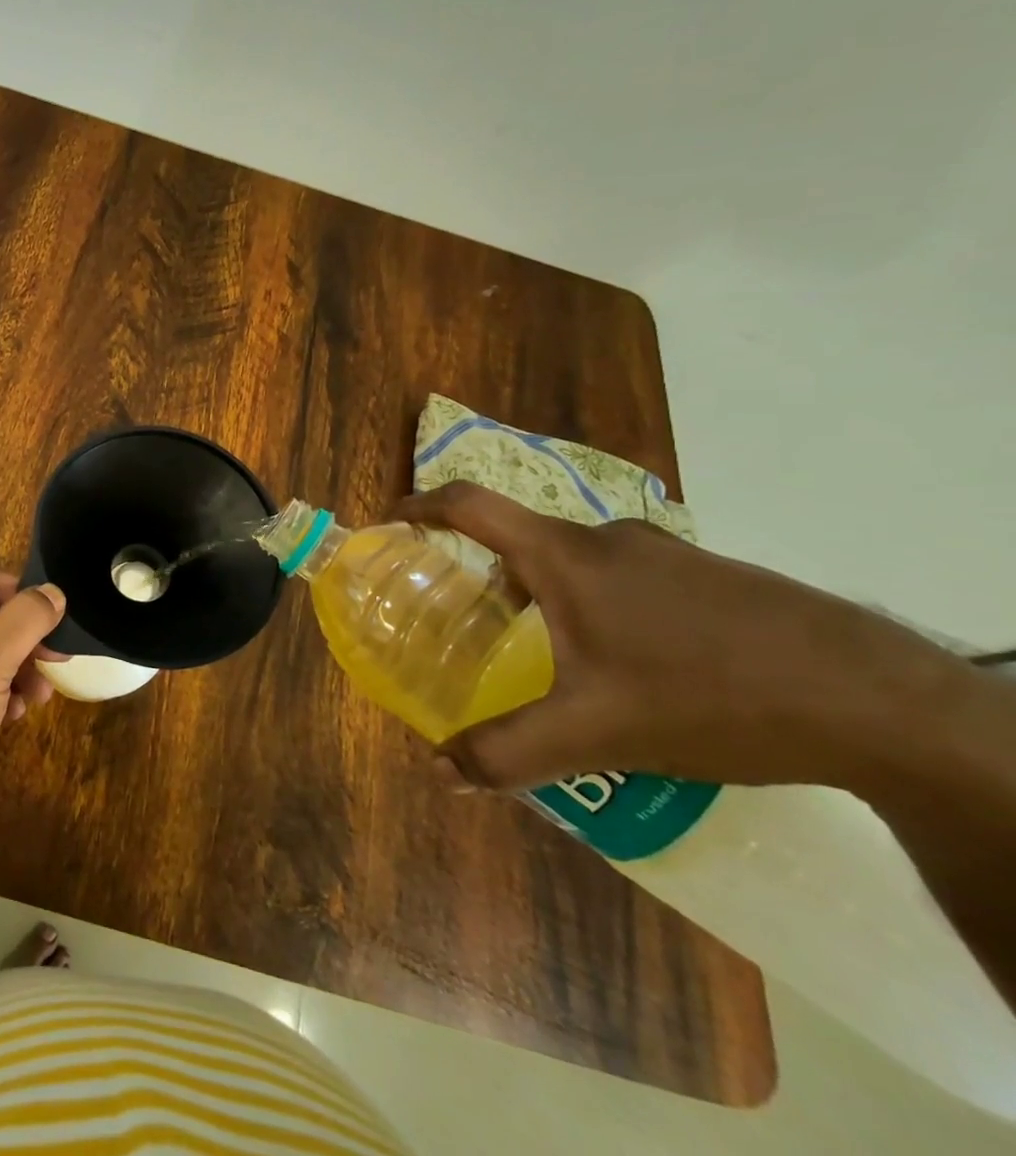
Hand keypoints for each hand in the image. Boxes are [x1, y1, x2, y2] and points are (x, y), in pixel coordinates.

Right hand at [395, 483, 964, 795]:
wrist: (883, 704)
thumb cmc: (710, 697)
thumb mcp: (597, 734)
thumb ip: (508, 750)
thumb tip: (439, 769)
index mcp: (566, 557)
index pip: (470, 505)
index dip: (419, 506)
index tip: (389, 523)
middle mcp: (608, 539)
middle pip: (521, 539)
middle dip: (484, 574)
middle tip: (469, 620)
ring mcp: (666, 554)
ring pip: (577, 562)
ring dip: (545, 595)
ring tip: (548, 656)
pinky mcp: (711, 577)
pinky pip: (626, 578)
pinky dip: (599, 606)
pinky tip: (631, 669)